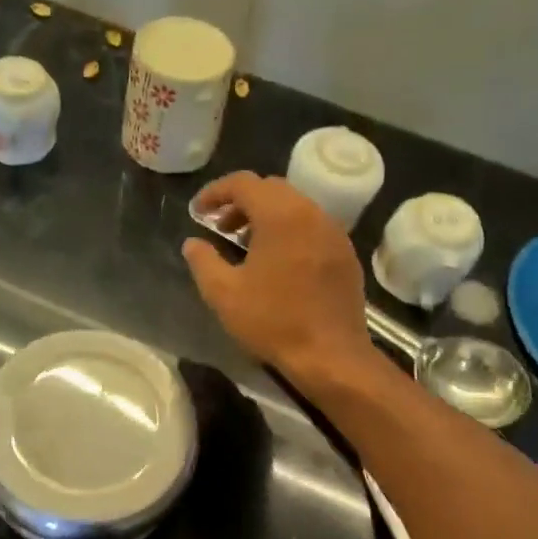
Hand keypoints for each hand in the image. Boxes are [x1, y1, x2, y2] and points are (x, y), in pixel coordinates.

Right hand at [182, 172, 374, 383]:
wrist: (331, 355)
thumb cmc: (273, 321)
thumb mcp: (224, 293)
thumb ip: (203, 261)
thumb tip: (192, 243)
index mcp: (281, 215)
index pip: (244, 183)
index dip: (215, 192)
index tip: (197, 211)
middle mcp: (312, 213)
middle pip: (272, 189)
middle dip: (241, 201)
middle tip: (219, 227)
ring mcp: (334, 233)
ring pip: (294, 206)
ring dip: (266, 215)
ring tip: (244, 243)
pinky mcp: (345, 254)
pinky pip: (312, 226)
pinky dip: (289, 230)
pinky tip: (277, 261)